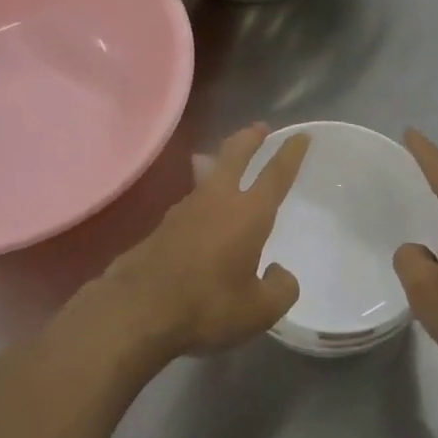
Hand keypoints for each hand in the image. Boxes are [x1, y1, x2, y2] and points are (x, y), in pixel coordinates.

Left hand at [75, 124, 309, 362]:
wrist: (137, 310)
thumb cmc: (208, 306)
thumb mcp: (260, 311)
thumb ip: (281, 289)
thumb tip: (278, 273)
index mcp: (248, 214)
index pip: (276, 174)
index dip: (290, 153)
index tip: (300, 135)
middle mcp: (217, 200)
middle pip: (234, 156)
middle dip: (249, 138)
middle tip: (259, 127)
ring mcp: (184, 210)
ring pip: (207, 175)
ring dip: (220, 164)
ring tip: (224, 162)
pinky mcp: (161, 227)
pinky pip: (190, 202)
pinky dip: (202, 198)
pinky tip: (201, 214)